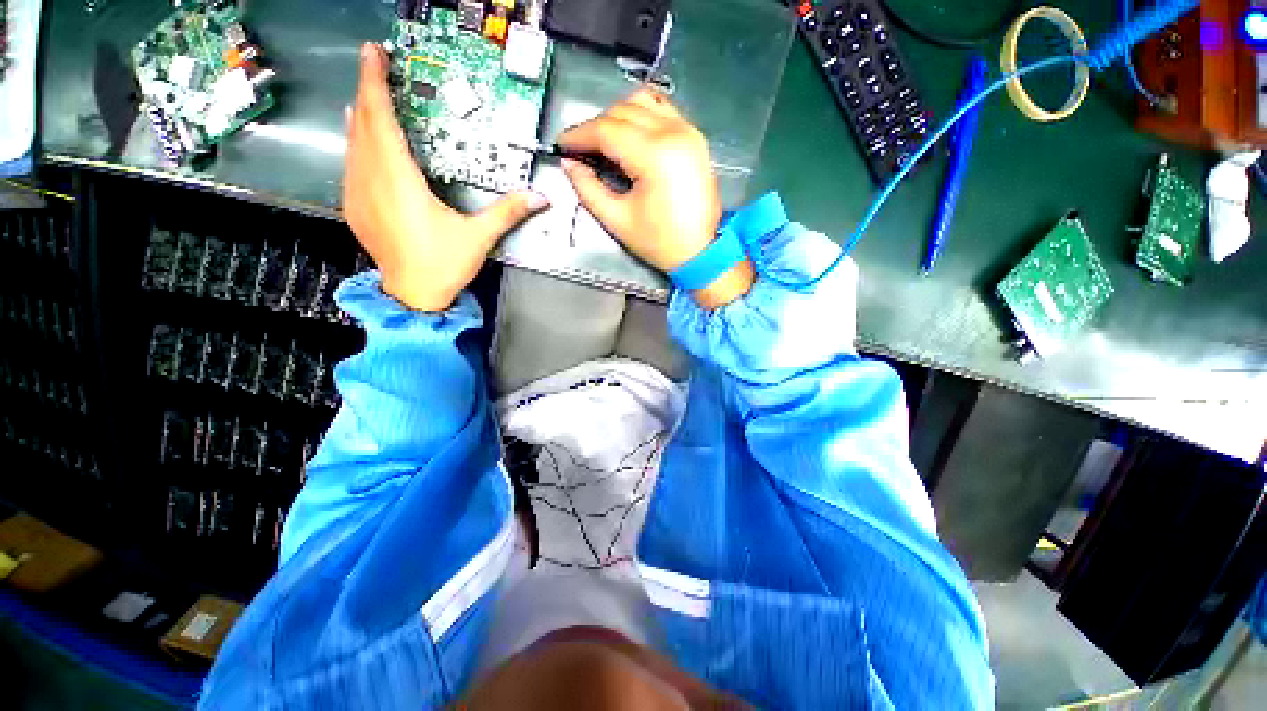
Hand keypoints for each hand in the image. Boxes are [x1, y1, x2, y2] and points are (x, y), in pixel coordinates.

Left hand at [343, 43, 547, 311]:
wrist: (412, 294)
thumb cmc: (443, 264)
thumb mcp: (479, 237)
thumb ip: (507, 212)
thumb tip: (540, 197)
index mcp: (400, 181)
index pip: (382, 120)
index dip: (376, 83)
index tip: (373, 53)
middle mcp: (371, 180)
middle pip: (363, 124)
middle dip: (367, 90)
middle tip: (375, 65)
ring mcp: (357, 193)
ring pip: (352, 141)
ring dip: (361, 114)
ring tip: (369, 94)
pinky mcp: (354, 206)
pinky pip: (350, 162)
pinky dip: (355, 141)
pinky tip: (360, 135)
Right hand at [558, 90, 752, 308]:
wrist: (701, 251)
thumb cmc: (659, 242)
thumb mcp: (618, 220)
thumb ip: (588, 189)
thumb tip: (569, 164)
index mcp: (654, 155)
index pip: (606, 130)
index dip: (579, 135)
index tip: (561, 145)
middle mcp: (673, 132)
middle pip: (622, 111)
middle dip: (596, 127)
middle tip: (582, 150)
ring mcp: (688, 131)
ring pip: (643, 102)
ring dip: (617, 117)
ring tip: (605, 143)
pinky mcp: (695, 137)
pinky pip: (663, 110)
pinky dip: (642, 115)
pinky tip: (631, 136)